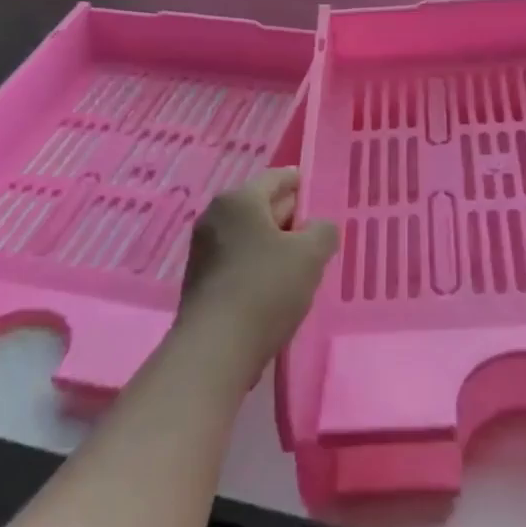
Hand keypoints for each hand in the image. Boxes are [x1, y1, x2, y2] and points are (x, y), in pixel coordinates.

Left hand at [176, 168, 337, 378]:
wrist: (216, 348)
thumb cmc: (266, 288)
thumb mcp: (311, 255)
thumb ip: (323, 231)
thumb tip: (318, 227)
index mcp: (239, 200)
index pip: (276, 178)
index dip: (300, 181)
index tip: (318, 189)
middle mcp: (215, 217)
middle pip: (262, 206)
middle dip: (290, 215)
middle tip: (318, 229)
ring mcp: (204, 250)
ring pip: (251, 235)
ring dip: (276, 243)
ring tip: (304, 260)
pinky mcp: (202, 280)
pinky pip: (239, 259)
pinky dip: (260, 264)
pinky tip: (279, 284)